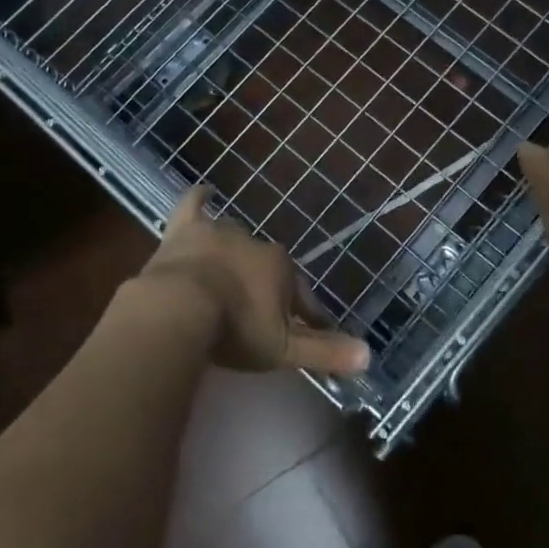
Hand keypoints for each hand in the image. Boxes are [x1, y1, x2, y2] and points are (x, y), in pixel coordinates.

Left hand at [139, 186, 370, 376]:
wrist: (179, 310)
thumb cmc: (235, 330)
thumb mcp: (284, 349)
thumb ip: (325, 351)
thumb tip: (368, 356)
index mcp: (281, 268)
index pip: (300, 292)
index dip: (304, 313)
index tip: (304, 331)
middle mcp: (254, 243)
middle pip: (266, 266)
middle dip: (266, 286)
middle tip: (257, 314)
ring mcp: (218, 233)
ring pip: (234, 239)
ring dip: (235, 254)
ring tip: (231, 275)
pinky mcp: (185, 232)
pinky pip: (193, 207)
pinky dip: (199, 199)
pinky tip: (204, 191)